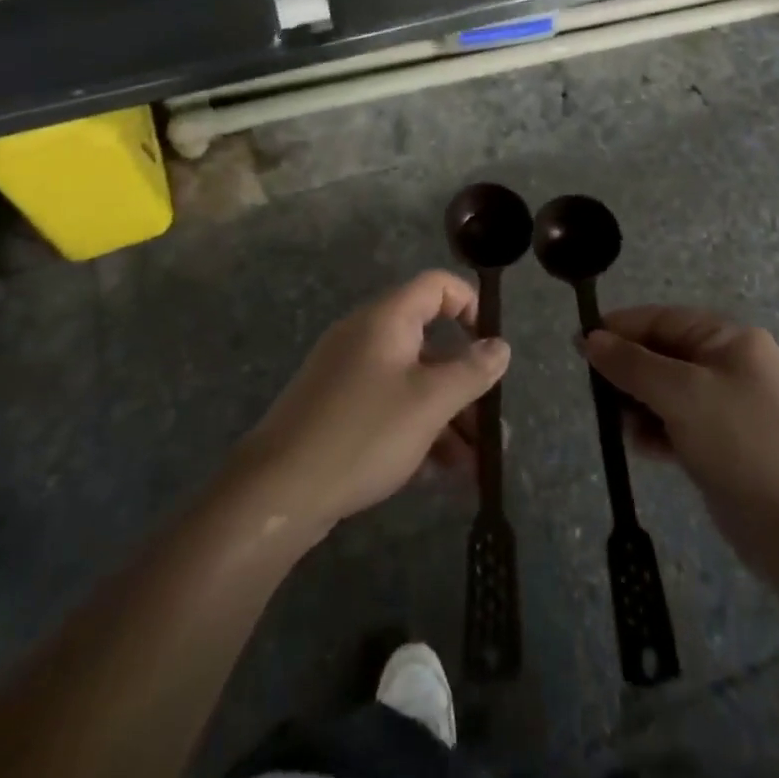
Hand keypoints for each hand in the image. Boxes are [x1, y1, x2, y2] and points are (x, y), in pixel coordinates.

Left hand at [231, 271, 510, 542]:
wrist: (278, 491)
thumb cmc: (364, 432)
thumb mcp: (429, 402)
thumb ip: (471, 371)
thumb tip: (500, 346)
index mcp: (387, 319)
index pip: (436, 286)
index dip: (470, 305)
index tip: (491, 346)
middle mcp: (368, 337)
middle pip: (430, 345)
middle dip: (467, 386)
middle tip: (493, 428)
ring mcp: (350, 375)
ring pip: (413, 384)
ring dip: (448, 419)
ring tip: (477, 467)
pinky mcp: (339, 411)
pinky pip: (390, 409)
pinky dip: (418, 432)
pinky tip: (442, 475)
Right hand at [584, 307, 778, 577]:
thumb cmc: (745, 444)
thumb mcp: (683, 394)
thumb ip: (632, 364)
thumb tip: (589, 338)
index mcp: (728, 340)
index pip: (662, 319)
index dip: (619, 328)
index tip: (578, 344)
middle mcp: (729, 366)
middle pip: (662, 354)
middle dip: (628, 370)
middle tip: (595, 392)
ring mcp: (728, 408)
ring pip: (666, 392)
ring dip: (638, 403)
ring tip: (620, 424)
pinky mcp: (724, 447)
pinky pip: (677, 425)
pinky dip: (656, 432)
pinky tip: (641, 448)